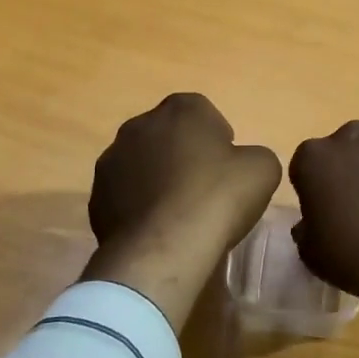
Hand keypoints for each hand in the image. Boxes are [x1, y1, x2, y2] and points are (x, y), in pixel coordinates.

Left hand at [83, 94, 281, 329]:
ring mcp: (111, 161)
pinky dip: (139, 206)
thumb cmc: (217, 198)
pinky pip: (124, 195)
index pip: (203, 111)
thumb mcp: (263, 169)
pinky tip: (157, 229)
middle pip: (168, 135)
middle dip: (184, 154)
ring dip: (157, 179)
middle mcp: (139, 125)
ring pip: (142, 164)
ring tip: (178, 213)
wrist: (164, 248)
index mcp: (181, 109)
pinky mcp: (96, 197)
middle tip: (205, 188)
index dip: (218, 137)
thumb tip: (242, 162)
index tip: (228, 165)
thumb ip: (254, 155)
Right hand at [289, 122, 358, 351]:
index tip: (326, 209)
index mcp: (315, 157)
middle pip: (346, 147)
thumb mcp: (309, 251)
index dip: (315, 187)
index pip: (307, 164)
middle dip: (349, 168)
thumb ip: (305, 225)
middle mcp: (353, 137)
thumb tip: (318, 218)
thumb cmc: (353, 259)